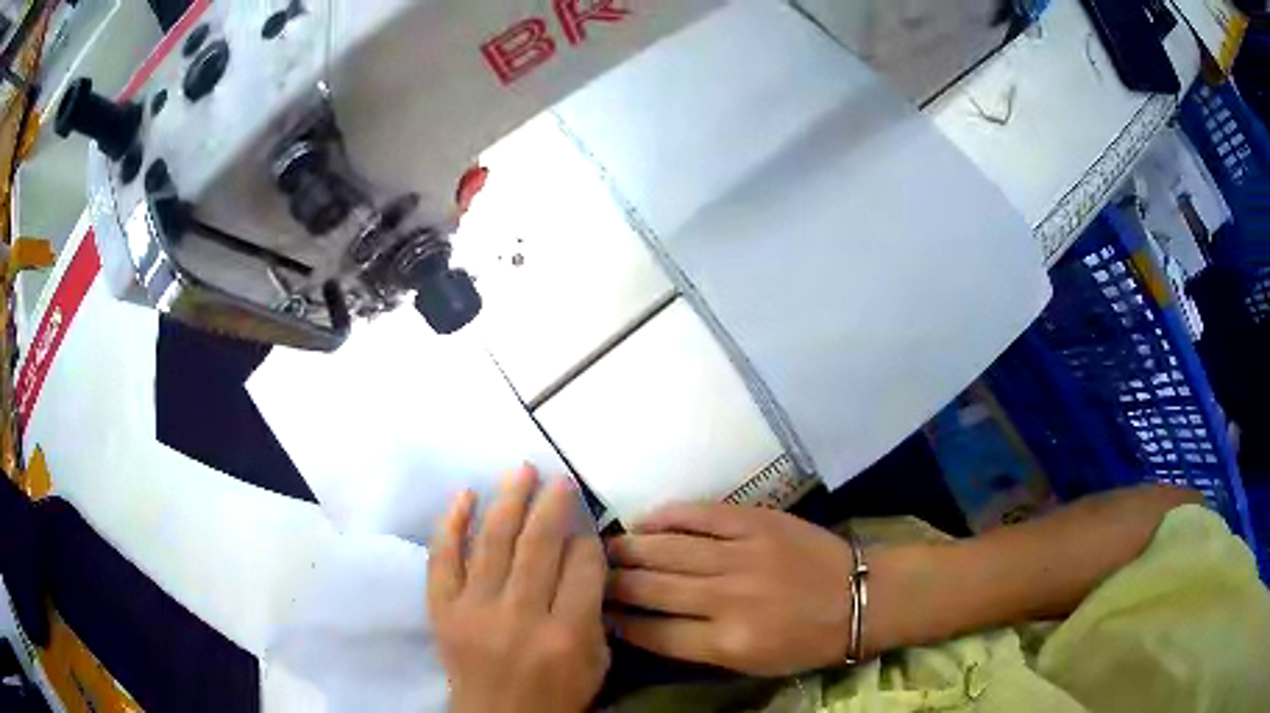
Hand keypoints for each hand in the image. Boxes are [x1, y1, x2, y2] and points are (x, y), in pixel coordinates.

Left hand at [428, 467, 608, 712]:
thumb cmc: (557, 694)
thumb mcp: (595, 660)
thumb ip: (594, 609)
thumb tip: (584, 556)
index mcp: (567, 634)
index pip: (582, 567)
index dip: (587, 537)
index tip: (585, 523)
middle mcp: (520, 617)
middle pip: (538, 546)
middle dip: (552, 505)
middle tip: (559, 478)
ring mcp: (474, 611)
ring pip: (493, 543)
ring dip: (508, 501)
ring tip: (520, 470)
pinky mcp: (442, 610)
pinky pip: (443, 559)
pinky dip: (451, 523)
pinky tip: (465, 495)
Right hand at [606, 504, 854, 676]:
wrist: (859, 597)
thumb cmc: (807, 641)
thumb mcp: (753, 663)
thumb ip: (699, 647)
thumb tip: (647, 626)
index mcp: (728, 642)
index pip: (654, 633)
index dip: (618, 621)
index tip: (596, 611)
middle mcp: (727, 598)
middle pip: (651, 588)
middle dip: (612, 583)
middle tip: (588, 576)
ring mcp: (742, 555)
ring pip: (667, 549)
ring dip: (629, 548)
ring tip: (605, 548)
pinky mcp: (756, 522)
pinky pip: (701, 514)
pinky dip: (667, 516)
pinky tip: (644, 519)